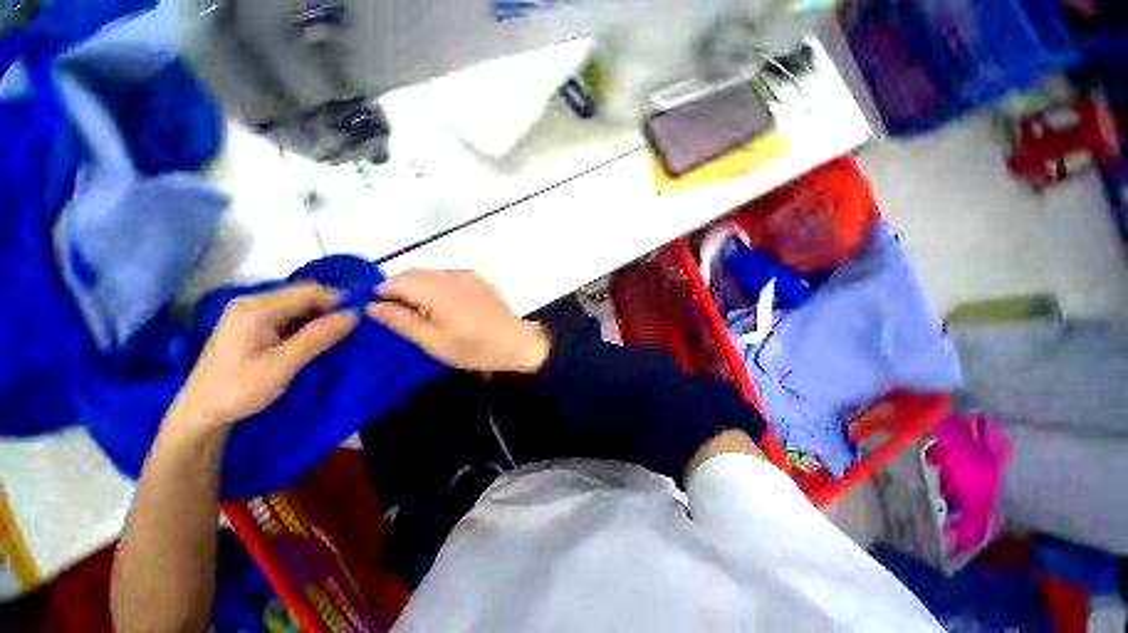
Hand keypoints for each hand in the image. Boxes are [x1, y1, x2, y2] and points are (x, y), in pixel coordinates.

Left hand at [168, 283, 358, 432]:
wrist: (200, 412)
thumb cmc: (239, 390)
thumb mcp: (283, 365)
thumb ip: (318, 338)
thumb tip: (354, 315)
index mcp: (257, 308)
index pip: (310, 291)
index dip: (339, 301)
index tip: (360, 321)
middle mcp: (252, 302)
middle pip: (304, 295)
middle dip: (330, 310)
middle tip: (349, 333)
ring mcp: (250, 312)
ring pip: (298, 306)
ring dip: (320, 318)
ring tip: (335, 338)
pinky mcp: (252, 323)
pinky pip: (289, 316)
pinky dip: (307, 325)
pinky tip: (313, 341)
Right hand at [367, 269, 549, 373]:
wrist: (516, 343)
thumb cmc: (474, 348)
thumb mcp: (434, 341)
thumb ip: (402, 321)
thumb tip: (372, 306)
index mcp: (436, 290)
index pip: (397, 280)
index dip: (383, 293)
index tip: (380, 311)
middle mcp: (450, 275)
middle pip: (414, 273)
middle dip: (400, 289)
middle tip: (402, 315)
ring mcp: (467, 275)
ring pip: (431, 274)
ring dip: (420, 287)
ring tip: (425, 313)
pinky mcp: (479, 279)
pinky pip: (449, 276)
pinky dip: (439, 286)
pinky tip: (447, 306)